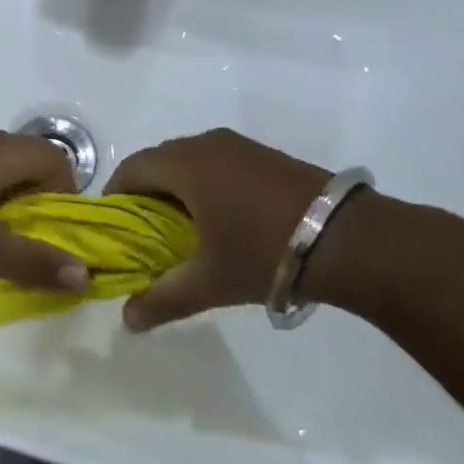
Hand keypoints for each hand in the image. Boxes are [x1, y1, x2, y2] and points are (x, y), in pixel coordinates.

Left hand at [0, 131, 88, 292]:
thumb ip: (35, 262)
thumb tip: (86, 274)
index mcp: (3, 151)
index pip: (59, 161)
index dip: (67, 198)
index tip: (52, 235)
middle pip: (31, 165)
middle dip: (39, 206)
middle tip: (26, 245)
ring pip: (0, 172)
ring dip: (8, 206)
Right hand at [107, 129, 337, 331]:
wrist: (348, 239)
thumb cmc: (264, 252)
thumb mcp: (209, 282)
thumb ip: (162, 299)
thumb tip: (127, 320)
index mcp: (184, 163)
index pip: (131, 169)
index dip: (115, 197)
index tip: (115, 231)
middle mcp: (206, 143)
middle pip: (158, 162)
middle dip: (144, 195)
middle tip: (145, 236)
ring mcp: (238, 145)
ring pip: (188, 161)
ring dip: (176, 190)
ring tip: (182, 231)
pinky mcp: (263, 154)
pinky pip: (216, 163)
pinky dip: (204, 185)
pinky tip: (220, 219)